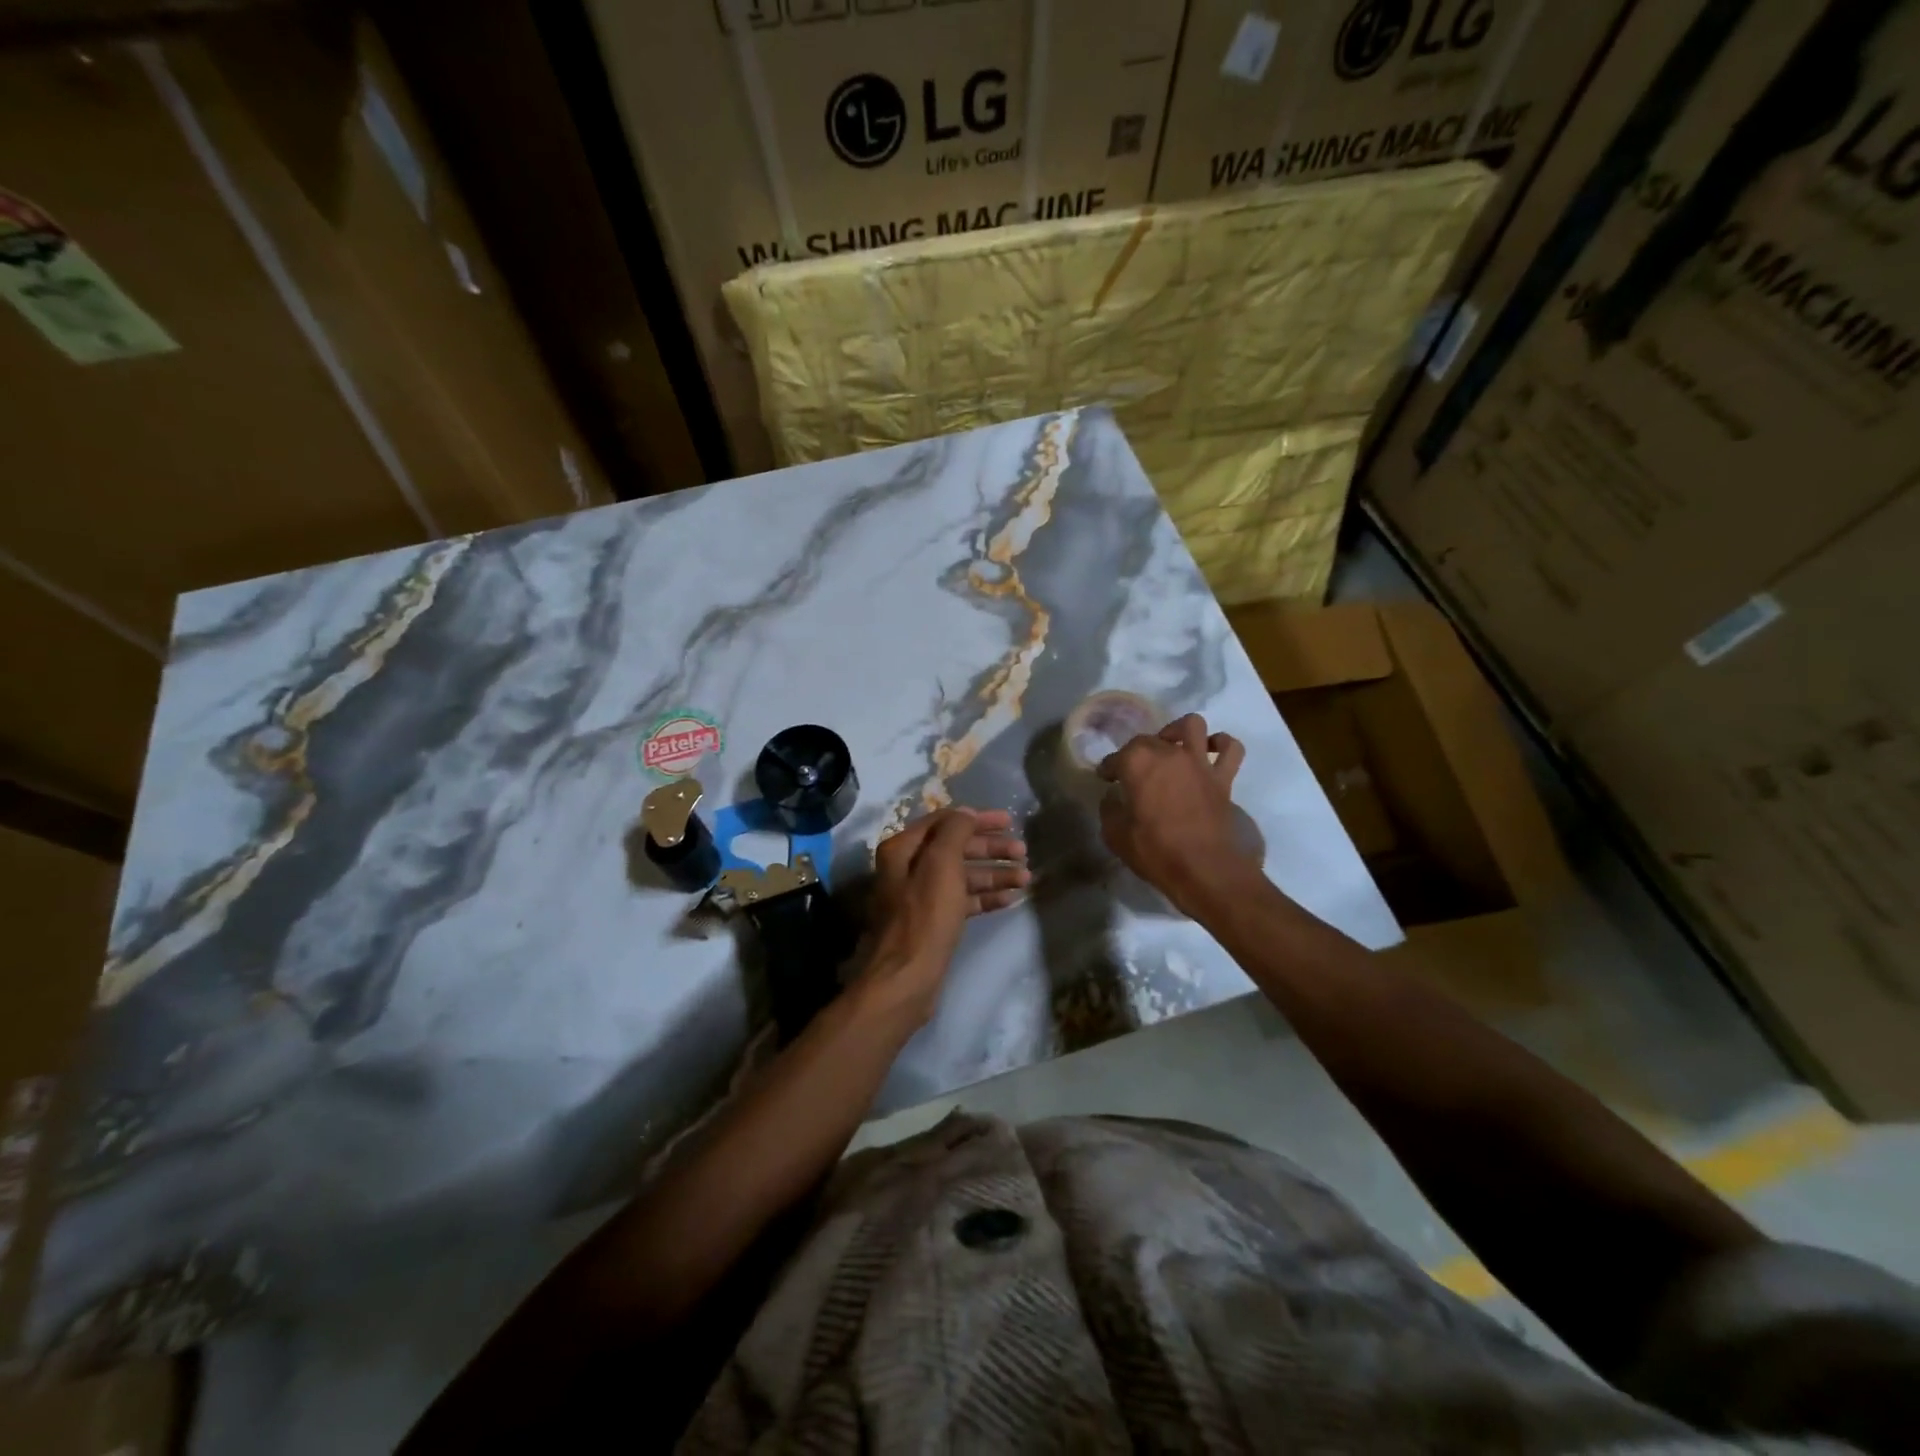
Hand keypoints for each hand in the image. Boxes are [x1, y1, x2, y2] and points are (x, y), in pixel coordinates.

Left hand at [853, 808, 1028, 1026]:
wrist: (906, 978)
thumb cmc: (924, 916)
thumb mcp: (941, 865)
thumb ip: (955, 832)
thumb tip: (966, 812)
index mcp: (903, 848)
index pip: (945, 822)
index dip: (978, 819)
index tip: (1009, 821)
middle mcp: (908, 868)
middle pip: (956, 848)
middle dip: (990, 848)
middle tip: (1023, 851)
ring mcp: (920, 897)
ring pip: (962, 876)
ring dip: (994, 873)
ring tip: (1026, 877)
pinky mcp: (933, 922)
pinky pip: (963, 900)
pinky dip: (986, 897)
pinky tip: (1011, 898)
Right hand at [1098, 714, 1249, 913]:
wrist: (1204, 870)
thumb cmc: (1155, 852)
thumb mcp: (1116, 835)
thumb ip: (1110, 810)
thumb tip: (1112, 798)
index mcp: (1137, 763)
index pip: (1115, 757)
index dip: (1108, 768)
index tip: (1105, 779)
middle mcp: (1168, 753)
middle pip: (1149, 739)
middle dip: (1136, 751)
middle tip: (1133, 771)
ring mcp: (1199, 762)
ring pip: (1192, 725)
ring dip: (1179, 731)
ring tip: (1172, 746)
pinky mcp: (1223, 778)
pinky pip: (1231, 749)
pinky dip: (1222, 744)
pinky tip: (1211, 751)